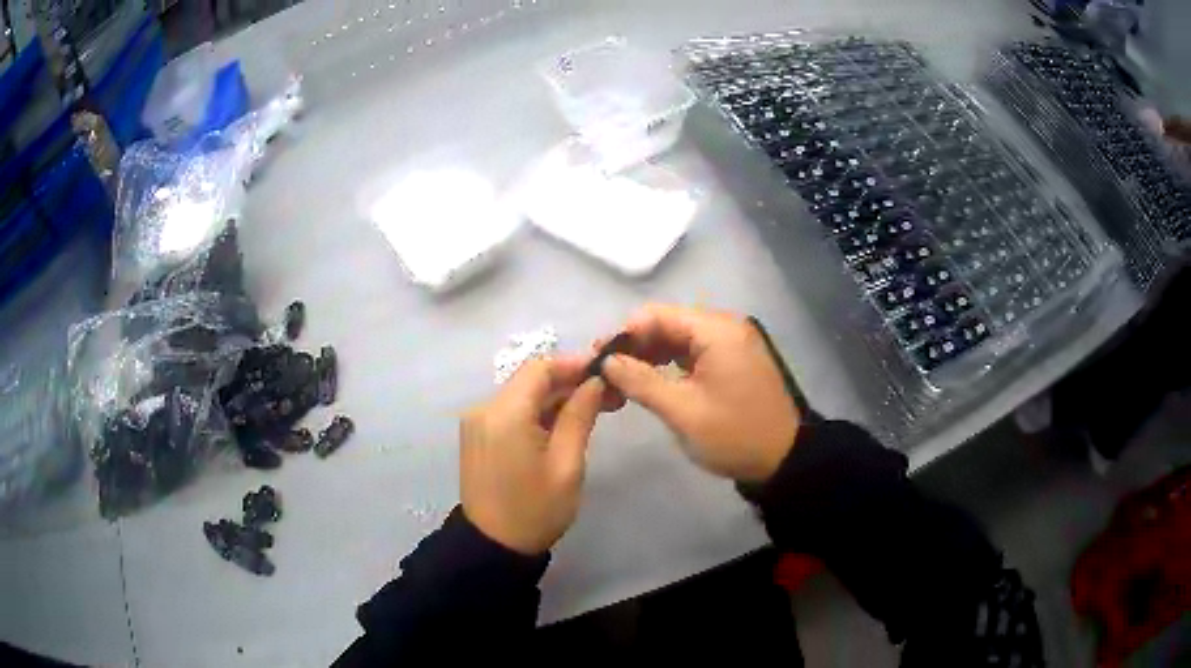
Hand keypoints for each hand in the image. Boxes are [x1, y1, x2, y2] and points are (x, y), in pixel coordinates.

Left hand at [460, 357, 605, 554]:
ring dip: (556, 397)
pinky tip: (566, 422)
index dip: (574, 363)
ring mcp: (477, 422)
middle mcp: (484, 408)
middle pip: (530, 379)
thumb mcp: (567, 465)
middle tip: (610, 393)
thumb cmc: (535, 510)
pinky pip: (512, 411)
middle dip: (569, 381)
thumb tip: (595, 382)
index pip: (540, 368)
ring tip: (596, 407)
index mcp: (505, 414)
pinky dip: (538, 411)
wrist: (493, 545)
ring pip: (522, 394)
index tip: (607, 370)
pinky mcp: (478, 435)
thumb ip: (580, 416)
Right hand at [598, 304, 799, 482]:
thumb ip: (641, 381)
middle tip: (605, 373)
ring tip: (622, 380)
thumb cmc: (734, 435)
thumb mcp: (683, 411)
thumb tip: (607, 361)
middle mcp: (725, 326)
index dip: (624, 333)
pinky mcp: (733, 360)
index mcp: (716, 330)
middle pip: (667, 323)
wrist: (784, 459)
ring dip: (650, 355)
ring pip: (678, 338)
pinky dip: (670, 364)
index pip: (657, 315)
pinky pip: (693, 352)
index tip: (597, 358)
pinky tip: (650, 382)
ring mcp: (731, 343)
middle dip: (635, 345)